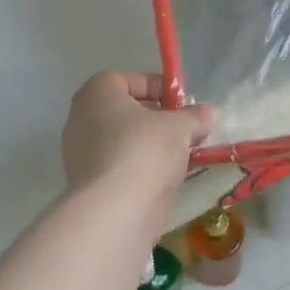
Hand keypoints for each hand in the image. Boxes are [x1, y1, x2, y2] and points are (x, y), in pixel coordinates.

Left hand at [62, 73, 215, 233]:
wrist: (116, 209)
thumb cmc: (145, 151)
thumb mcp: (180, 128)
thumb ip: (195, 116)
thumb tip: (209, 112)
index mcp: (97, 93)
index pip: (129, 79)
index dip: (159, 88)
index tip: (183, 105)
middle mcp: (81, 118)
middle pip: (125, 111)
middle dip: (157, 119)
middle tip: (185, 131)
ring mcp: (80, 153)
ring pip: (123, 141)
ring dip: (150, 146)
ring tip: (180, 158)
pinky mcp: (87, 184)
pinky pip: (119, 166)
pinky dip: (139, 169)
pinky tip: (163, 180)